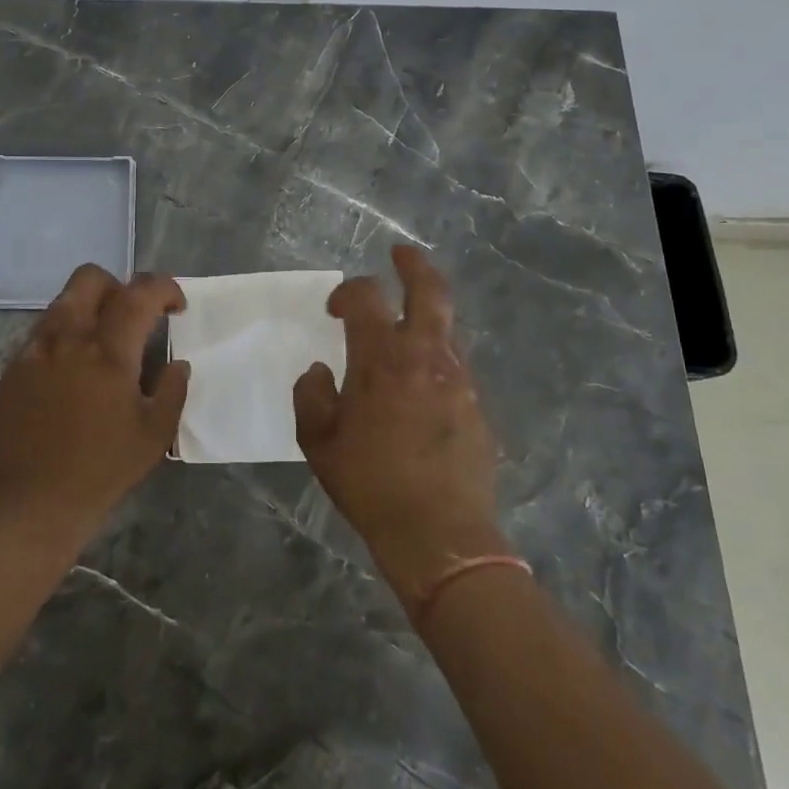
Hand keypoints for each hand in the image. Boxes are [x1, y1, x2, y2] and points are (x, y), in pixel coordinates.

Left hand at [0, 265, 189, 550]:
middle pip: (90, 278)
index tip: (176, 306)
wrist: (34, 502)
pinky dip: (65, 333)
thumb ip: (173, 390)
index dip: (163, 288)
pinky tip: (72, 369)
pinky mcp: (15, 366)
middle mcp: (69, 339)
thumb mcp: (155, 435)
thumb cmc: (102, 470)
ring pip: (63, 300)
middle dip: (120, 286)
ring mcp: (36, 350)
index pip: (138, 294)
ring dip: (90, 307)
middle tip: (134, 318)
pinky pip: (43, 330)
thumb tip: (177, 363)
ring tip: (102, 343)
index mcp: (108, 354)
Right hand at [293, 245, 505, 608]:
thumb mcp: (318, 442)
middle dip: (413, 265)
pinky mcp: (476, 405)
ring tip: (404, 328)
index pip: (366, 298)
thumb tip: (320, 371)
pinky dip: (435, 356)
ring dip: (425, 315)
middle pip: (430, 290)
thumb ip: (312, 395)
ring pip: (446, 327)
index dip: (347, 292)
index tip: (334, 308)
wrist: (439, 534)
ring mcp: (458, 379)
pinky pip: (454, 364)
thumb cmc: (369, 484)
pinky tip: (419, 384)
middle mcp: (425, 357)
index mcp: (381, 359)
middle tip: (400, 254)